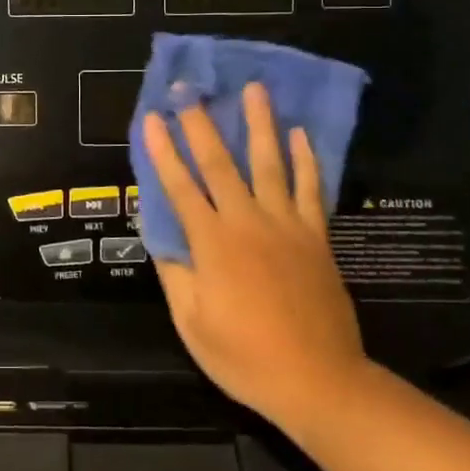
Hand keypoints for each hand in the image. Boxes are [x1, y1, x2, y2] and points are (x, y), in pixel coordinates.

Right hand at [143, 83, 367, 436]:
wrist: (319, 381)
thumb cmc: (246, 357)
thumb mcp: (193, 324)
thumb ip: (176, 275)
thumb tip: (162, 237)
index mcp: (212, 244)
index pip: (180, 187)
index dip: (162, 151)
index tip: (151, 119)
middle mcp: (247, 223)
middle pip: (221, 164)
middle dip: (201, 124)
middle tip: (190, 90)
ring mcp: (286, 226)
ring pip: (270, 164)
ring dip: (260, 125)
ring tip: (255, 89)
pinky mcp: (316, 238)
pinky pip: (310, 190)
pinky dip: (306, 161)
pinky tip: (300, 135)